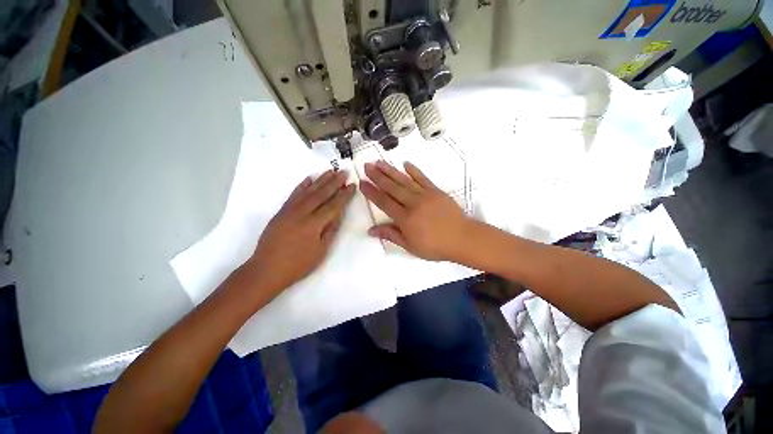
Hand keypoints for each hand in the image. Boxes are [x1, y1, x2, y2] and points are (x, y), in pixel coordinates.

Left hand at [240, 170, 354, 299]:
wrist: (266, 269)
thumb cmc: (298, 264)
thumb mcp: (320, 251)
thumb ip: (330, 231)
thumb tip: (338, 214)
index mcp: (314, 224)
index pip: (333, 205)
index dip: (344, 195)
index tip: (352, 185)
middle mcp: (302, 213)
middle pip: (321, 194)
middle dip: (334, 182)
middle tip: (343, 172)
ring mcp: (290, 210)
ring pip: (308, 191)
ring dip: (320, 180)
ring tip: (330, 171)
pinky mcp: (281, 211)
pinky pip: (293, 195)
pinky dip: (302, 185)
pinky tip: (309, 179)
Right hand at [359, 160, 471, 261]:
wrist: (462, 238)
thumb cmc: (435, 246)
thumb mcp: (410, 246)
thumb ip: (391, 235)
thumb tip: (371, 230)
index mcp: (405, 218)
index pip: (384, 202)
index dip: (372, 192)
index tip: (362, 182)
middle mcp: (413, 203)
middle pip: (392, 187)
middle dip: (377, 176)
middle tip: (366, 166)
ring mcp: (425, 195)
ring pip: (404, 180)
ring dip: (391, 171)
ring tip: (379, 162)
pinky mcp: (436, 191)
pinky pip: (423, 178)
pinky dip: (414, 170)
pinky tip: (405, 164)